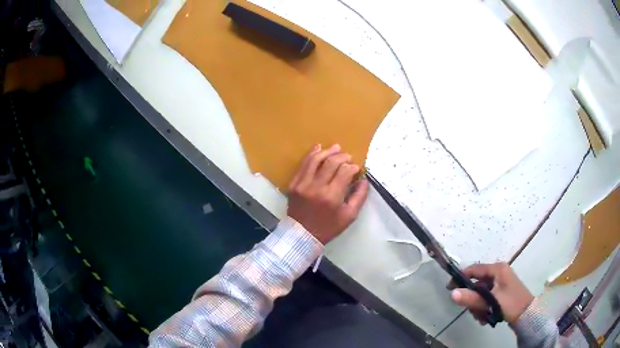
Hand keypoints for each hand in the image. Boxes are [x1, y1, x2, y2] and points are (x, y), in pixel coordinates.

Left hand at [287, 144, 368, 243]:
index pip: (345, 172)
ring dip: (327, 151)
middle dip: (343, 157)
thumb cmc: (328, 227)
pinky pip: (303, 165)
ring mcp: (303, 185)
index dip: (353, 167)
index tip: (356, 169)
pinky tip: (318, 148)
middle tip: (348, 157)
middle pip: (331, 163)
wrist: (302, 235)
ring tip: (336, 148)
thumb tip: (364, 180)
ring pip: (316, 160)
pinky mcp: (294, 184)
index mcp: (332, 197)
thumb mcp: (349, 216)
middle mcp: (316, 188)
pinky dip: (311, 155)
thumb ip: (359, 197)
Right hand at [450, 262, 533, 324]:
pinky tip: (485, 317)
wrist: (526, 314)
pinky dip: (484, 307)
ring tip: (481, 317)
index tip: (450, 289)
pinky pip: (487, 297)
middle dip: (473, 299)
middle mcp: (499, 273)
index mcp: (497, 269)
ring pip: (481, 293)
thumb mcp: (490, 301)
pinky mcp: (501, 292)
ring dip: (478, 306)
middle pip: (477, 283)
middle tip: (472, 311)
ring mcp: (501, 282)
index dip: (461, 278)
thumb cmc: (510, 303)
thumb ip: (472, 298)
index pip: (474, 269)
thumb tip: (452, 294)